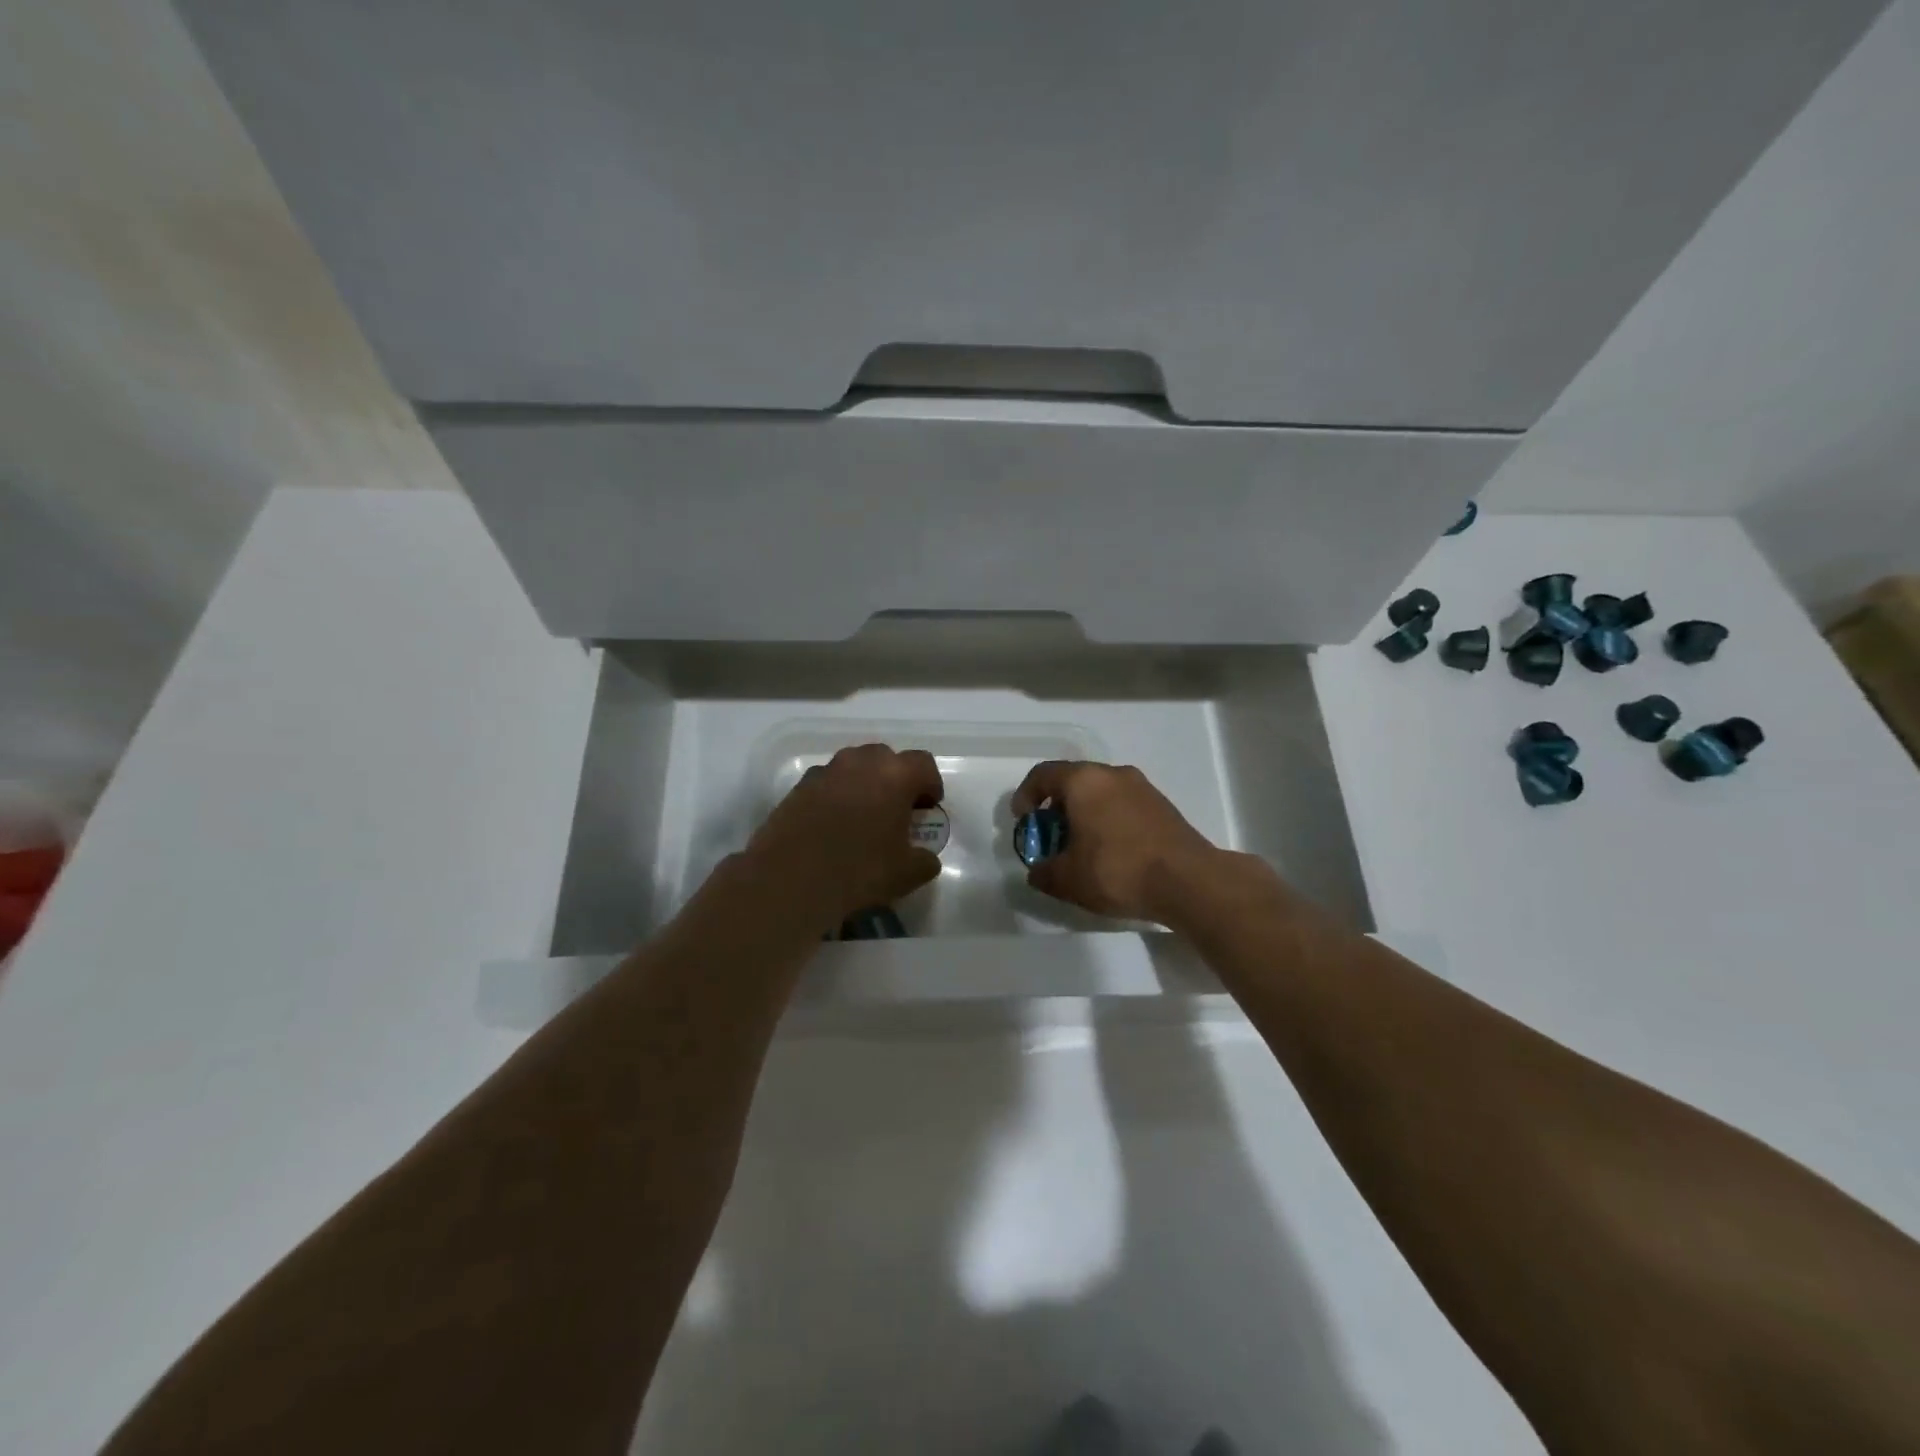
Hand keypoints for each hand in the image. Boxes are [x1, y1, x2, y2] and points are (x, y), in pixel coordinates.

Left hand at [744, 744, 944, 929]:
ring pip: (853, 767)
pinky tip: (833, 826)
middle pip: (886, 758)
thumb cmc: (859, 871)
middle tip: (896, 809)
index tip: (928, 808)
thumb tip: (926, 857)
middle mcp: (860, 762)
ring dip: (863, 784)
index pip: (924, 764)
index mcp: (894, 775)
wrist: (790, 880)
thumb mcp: (906, 874)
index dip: (930, 784)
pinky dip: (836, 796)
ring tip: (863, 817)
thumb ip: (924, 860)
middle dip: (895, 779)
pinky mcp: (798, 787)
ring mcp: (825, 772)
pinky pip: (827, 783)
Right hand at [1011, 761, 1222, 923]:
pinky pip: (1122, 804)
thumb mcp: (1068, 879)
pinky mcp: (1162, 805)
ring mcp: (1141, 787)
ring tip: (1082, 847)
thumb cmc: (1117, 870)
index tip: (1023, 821)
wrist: (1188, 881)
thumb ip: (1044, 873)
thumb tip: (1037, 871)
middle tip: (1051, 836)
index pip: (1043, 774)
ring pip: (1101, 792)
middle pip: (1073, 781)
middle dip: (1056, 807)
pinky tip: (1111, 851)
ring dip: (1084, 813)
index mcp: (1083, 781)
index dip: (1025, 795)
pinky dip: (1108, 819)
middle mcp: (1112, 774)